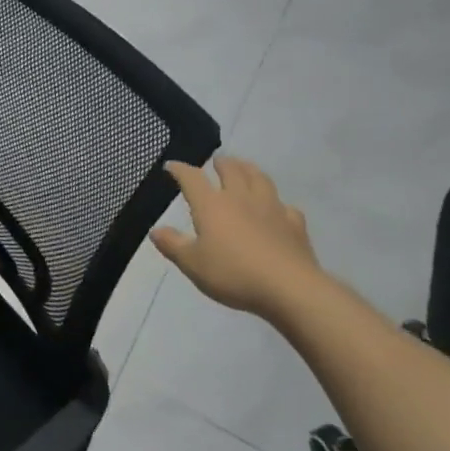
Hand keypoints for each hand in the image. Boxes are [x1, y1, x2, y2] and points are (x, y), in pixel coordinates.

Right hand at [151, 157, 325, 323]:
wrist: (288, 288)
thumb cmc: (233, 274)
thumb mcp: (193, 264)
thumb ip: (173, 245)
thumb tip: (155, 230)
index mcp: (212, 205)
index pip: (192, 178)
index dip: (180, 169)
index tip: (171, 166)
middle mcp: (241, 198)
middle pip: (231, 170)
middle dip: (221, 163)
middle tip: (216, 162)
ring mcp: (271, 208)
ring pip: (260, 178)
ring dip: (249, 169)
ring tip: (245, 169)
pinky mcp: (294, 223)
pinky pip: (285, 206)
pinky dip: (277, 203)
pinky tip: (277, 209)